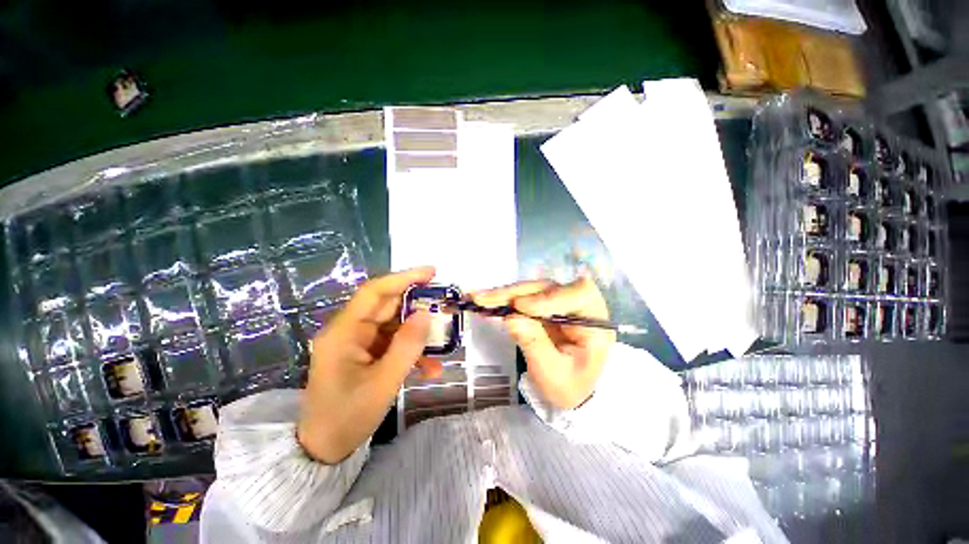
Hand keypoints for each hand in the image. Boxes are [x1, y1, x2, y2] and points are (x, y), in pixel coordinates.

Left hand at [297, 267, 441, 463]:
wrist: (325, 450)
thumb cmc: (347, 417)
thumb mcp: (384, 383)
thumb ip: (407, 346)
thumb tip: (426, 314)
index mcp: (343, 332)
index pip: (374, 292)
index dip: (403, 278)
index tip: (431, 272)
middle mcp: (349, 331)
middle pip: (387, 306)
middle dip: (417, 305)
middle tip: (444, 304)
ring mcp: (358, 343)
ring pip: (395, 325)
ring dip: (418, 333)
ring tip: (442, 341)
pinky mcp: (366, 354)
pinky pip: (393, 343)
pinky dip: (412, 351)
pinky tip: (430, 368)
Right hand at [473, 276, 615, 409]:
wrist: (573, 389)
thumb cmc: (570, 386)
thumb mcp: (554, 374)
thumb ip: (535, 345)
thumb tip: (510, 319)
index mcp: (594, 321)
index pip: (578, 295)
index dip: (548, 298)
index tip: (521, 307)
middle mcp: (578, 304)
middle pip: (547, 289)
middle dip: (514, 294)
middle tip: (484, 299)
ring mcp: (559, 302)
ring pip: (531, 290)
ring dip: (503, 295)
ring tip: (477, 298)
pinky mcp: (544, 305)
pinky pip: (523, 298)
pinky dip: (503, 300)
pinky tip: (484, 301)